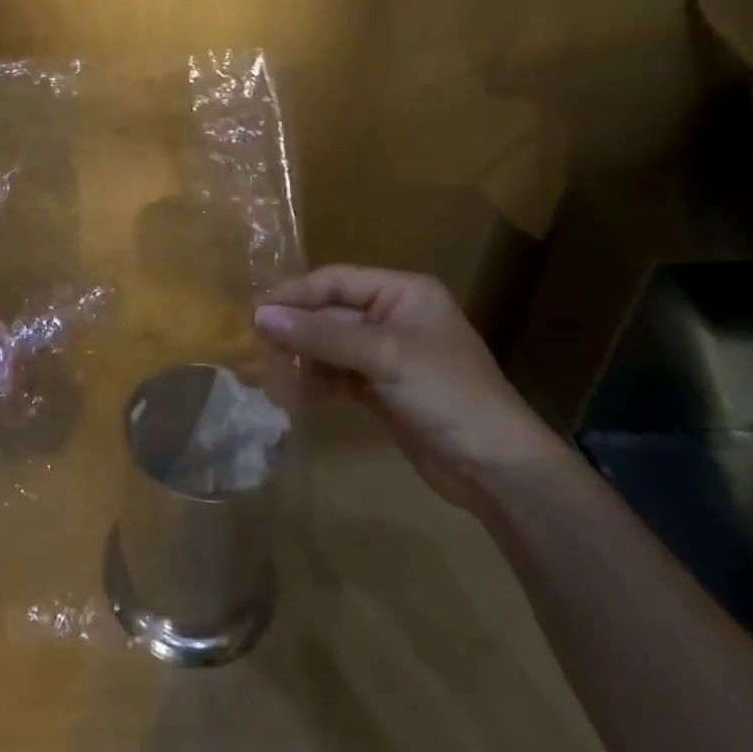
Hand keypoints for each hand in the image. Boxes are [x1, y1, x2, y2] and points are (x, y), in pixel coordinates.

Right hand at [252, 264, 566, 512]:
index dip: (294, 294)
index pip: (335, 281)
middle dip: (294, 332)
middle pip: (329, 314)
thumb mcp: (384, 356)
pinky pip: (337, 375)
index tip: (254, 312)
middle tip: (255, 348)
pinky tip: (292, 395)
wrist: (498, 470)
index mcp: (403, 292)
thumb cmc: (447, 394)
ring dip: (300, 359)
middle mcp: (393, 316)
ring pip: (329, 347)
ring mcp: (387, 355)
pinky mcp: (381, 389)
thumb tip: (260, 316)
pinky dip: (315, 383)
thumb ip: (320, 335)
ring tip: (267, 375)